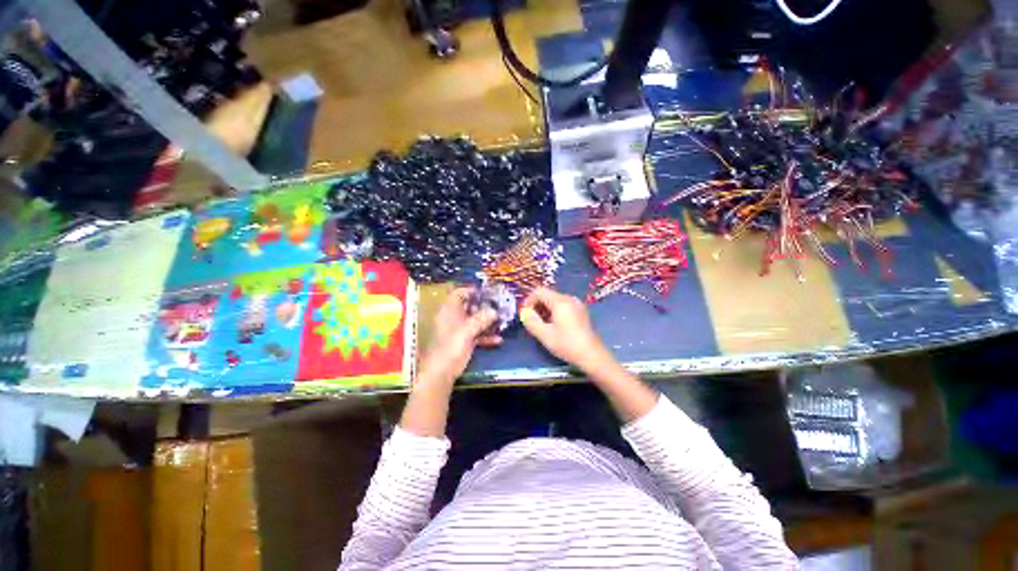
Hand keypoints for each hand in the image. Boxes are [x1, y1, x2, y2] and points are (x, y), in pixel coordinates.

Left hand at [418, 287, 500, 383]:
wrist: (440, 373)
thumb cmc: (450, 347)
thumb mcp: (467, 331)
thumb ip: (481, 319)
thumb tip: (494, 310)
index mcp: (449, 311)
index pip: (459, 293)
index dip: (472, 290)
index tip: (487, 292)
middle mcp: (453, 318)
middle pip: (469, 306)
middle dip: (485, 306)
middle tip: (500, 306)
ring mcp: (459, 330)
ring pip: (474, 321)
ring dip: (488, 321)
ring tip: (502, 320)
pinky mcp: (464, 342)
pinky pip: (476, 334)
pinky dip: (486, 336)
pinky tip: (498, 340)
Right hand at [519, 287, 611, 372]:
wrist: (592, 355)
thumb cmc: (567, 345)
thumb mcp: (545, 335)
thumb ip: (531, 321)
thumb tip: (524, 312)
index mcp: (560, 301)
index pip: (539, 291)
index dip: (529, 300)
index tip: (525, 314)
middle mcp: (569, 298)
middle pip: (547, 295)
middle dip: (537, 306)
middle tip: (532, 321)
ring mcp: (577, 304)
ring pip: (555, 300)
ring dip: (545, 309)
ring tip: (542, 325)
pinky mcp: (581, 311)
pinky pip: (563, 305)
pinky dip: (554, 312)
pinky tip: (554, 326)